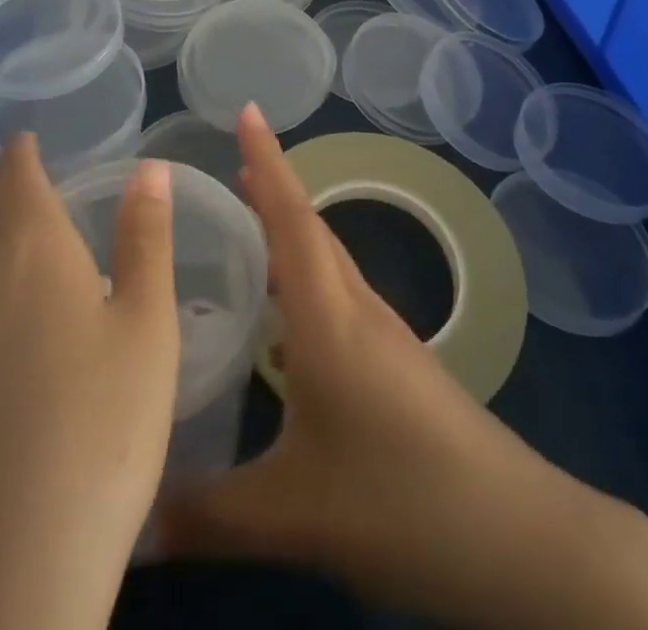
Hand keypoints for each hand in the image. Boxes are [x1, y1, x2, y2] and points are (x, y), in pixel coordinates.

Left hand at [0, 138, 179, 629]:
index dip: (21, 154)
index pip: (15, 172)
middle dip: (10, 224)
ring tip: (15, 333)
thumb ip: (145, 239)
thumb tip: (147, 168)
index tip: (28, 147)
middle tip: (48, 258)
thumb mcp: (148, 332)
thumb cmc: (98, 438)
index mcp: (29, 247)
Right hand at [158, 105, 647, 629]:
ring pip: (328, 264)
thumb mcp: (292, 516)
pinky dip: (306, 283)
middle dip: (272, 189)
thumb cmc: (400, 502)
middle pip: (310, 230)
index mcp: (329, 319)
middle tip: (229, 168)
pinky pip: (340, 298)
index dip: (267, 161)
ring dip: (290, 235)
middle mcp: (357, 310)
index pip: (292, 220)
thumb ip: (206, 517)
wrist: (516, 537)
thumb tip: (131, 528)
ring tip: (247, 231)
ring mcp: (385, 336)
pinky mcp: (399, 365)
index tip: (248, 110)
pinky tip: (286, 325)